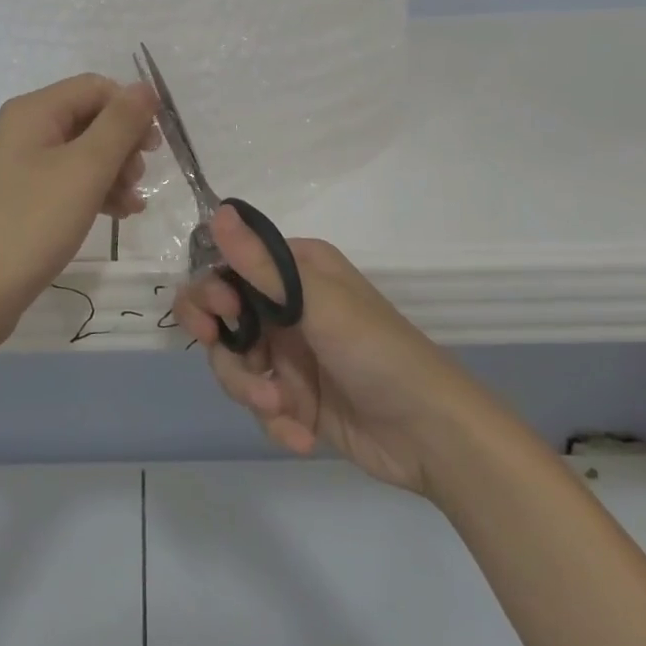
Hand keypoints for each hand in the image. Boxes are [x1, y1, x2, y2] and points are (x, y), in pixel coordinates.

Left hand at [0, 74, 158, 348]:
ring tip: (133, 205)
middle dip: (123, 144)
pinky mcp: (22, 198)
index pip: (95, 88)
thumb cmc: (31, 222)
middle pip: (89, 118)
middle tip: (140, 178)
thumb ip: (120, 124)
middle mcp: (24, 129)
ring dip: (114, 172)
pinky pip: (68, 181)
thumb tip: (146, 87)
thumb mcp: (85, 169)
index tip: (156, 146)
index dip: (130, 108)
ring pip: (83, 153)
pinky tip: (118, 215)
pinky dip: (96, 192)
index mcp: (34, 111)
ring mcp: (20, 166)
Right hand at [175, 207, 464, 500]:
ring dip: (251, 389)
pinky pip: (258, 402)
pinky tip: (301, 435)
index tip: (222, 315)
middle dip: (225, 349)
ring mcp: (289, 354)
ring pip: (235, 365)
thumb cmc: (375, 350)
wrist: (431, 434)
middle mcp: (286, 306)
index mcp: (295, 270)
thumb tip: (218, 210)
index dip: (213, 293)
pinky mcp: (294, 398)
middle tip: (244, 365)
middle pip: (222, 320)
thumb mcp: (317, 302)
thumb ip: (260, 264)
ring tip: (281, 407)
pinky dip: (274, 420)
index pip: (229, 269)